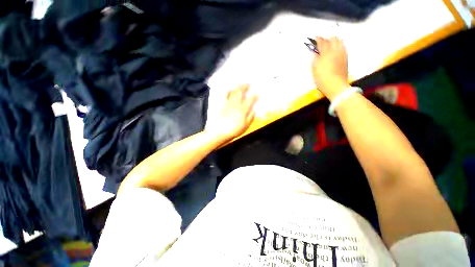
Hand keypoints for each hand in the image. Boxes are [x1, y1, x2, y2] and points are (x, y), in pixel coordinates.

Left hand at [206, 85, 257, 142]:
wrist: (219, 132)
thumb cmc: (234, 130)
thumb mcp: (245, 126)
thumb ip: (250, 117)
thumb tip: (254, 110)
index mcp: (243, 109)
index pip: (250, 100)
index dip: (255, 96)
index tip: (257, 94)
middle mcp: (236, 104)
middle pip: (241, 92)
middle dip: (245, 87)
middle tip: (249, 84)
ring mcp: (228, 103)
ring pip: (233, 92)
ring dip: (237, 87)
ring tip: (240, 84)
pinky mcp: (221, 105)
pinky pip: (224, 95)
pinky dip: (227, 91)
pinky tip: (229, 89)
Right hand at [312, 37, 349, 100]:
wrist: (335, 85)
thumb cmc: (322, 79)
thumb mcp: (314, 70)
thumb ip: (315, 59)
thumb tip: (316, 54)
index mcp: (326, 53)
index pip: (322, 42)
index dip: (318, 39)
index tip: (316, 37)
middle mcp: (335, 51)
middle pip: (333, 39)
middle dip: (328, 38)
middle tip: (323, 41)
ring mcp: (342, 54)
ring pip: (340, 42)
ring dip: (334, 41)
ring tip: (331, 43)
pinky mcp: (346, 58)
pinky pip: (343, 47)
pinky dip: (339, 46)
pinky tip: (337, 49)